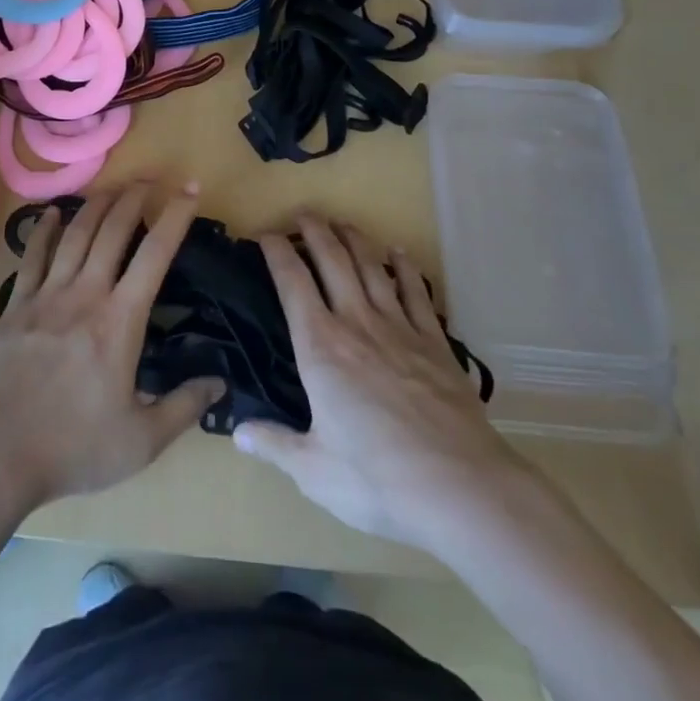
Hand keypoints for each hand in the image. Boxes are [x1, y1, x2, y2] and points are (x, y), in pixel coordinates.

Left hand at [0, 182, 224, 512]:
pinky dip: (43, 230)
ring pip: (75, 235)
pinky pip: (32, 256)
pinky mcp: (16, 305)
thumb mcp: (141, 441)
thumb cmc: (73, 448)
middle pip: (112, 230)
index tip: (189, 189)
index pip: (155, 254)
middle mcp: (85, 294)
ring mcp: (46, 295)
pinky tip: (50, 213)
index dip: (175, 216)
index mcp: (120, 320)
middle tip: (149, 179)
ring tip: (112, 188)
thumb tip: (220, 383)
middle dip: (133, 198)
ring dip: (96, 206)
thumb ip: (183, 407)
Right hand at [233, 215, 522, 553]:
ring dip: (354, 239)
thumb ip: (274, 445)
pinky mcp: (435, 343)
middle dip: (314, 230)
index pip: (291, 282)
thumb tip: (239, 431)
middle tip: (303, 214)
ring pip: (372, 267)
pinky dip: (405, 269)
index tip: (264, 234)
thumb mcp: (314, 471)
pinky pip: (416, 293)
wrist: (460, 487)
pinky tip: (400, 255)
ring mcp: (400, 328)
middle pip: (332, 260)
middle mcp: (356, 323)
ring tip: (341, 223)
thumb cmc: (377, 479)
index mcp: (320, 347)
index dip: (276, 251)